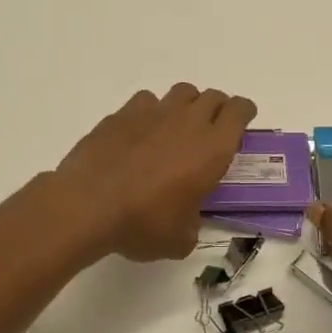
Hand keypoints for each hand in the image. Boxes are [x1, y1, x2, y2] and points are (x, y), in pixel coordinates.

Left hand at [54, 84, 257, 261]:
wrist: (87, 206)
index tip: (241, 125)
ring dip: (187, 105)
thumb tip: (187, 221)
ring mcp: (153, 113)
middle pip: (213, 97)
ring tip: (178, 128)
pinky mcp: (122, 114)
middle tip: (211, 131)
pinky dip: (151, 112)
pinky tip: (141, 133)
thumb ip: (192, 225)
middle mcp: (187, 122)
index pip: (239, 111)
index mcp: (212, 149)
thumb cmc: (142, 224)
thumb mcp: (179, 240)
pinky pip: (147, 101)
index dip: (244, 114)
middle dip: (218, 110)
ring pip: (182, 92)